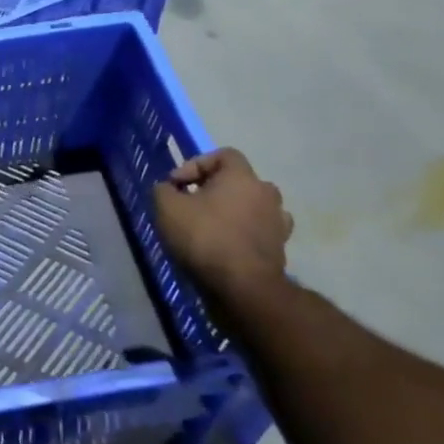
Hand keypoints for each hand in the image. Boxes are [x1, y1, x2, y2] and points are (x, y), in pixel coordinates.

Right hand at [153, 149, 292, 301]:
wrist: (243, 288)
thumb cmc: (205, 237)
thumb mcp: (167, 207)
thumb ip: (163, 190)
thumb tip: (168, 189)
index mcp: (242, 176)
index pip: (223, 155)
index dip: (196, 164)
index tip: (177, 184)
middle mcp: (266, 194)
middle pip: (239, 182)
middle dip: (214, 190)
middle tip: (192, 204)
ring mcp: (277, 223)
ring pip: (251, 208)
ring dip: (232, 213)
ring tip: (210, 227)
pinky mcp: (280, 251)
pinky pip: (257, 234)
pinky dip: (242, 236)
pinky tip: (224, 248)